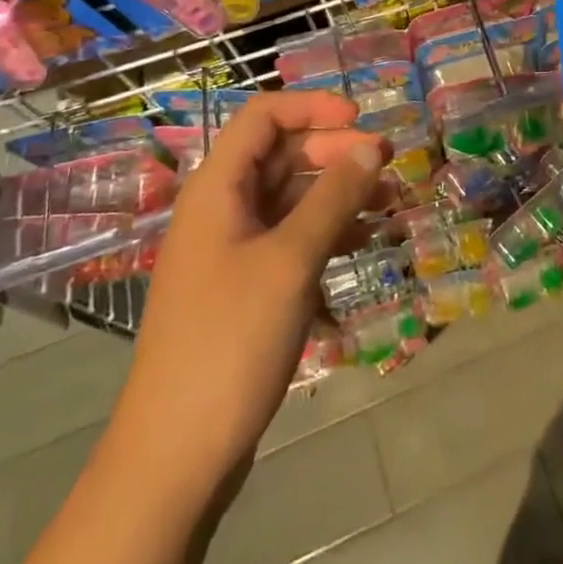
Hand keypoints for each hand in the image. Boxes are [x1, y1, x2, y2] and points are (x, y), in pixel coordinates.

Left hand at [119, 91, 385, 499]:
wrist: (174, 456)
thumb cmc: (230, 341)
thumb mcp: (290, 261)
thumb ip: (333, 197)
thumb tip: (371, 146)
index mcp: (217, 188)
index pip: (263, 117)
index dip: (312, 107)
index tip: (361, 119)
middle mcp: (220, 209)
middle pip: (280, 154)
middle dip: (334, 150)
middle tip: (387, 163)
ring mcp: (230, 250)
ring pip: (289, 198)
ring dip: (336, 192)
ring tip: (387, 200)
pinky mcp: (243, 287)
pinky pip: (288, 238)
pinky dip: (325, 231)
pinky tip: (362, 241)